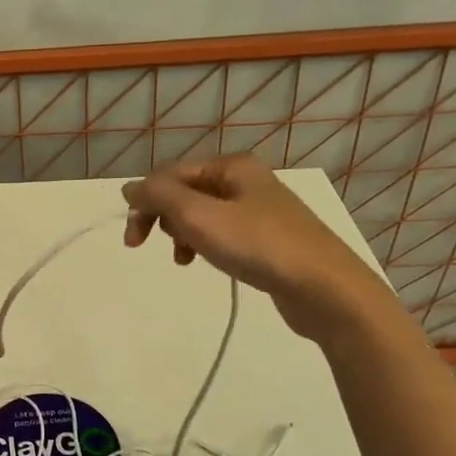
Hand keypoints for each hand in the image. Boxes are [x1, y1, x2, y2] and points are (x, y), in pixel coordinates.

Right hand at [122, 155, 397, 343]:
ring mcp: (259, 209)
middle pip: (184, 191)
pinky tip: (202, 261)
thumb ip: (159, 196)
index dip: (145, 201)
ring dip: (180, 233)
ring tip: (181, 257)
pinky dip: (203, 244)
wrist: (326, 289)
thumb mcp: (198, 216)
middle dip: (161, 217)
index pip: (170, 174)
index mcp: (232, 166)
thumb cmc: (258, 246)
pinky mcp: (267, 238)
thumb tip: (129, 187)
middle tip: (142, 245)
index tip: (132, 238)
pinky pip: (220, 232)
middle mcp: (246, 180)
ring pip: (200, 214)